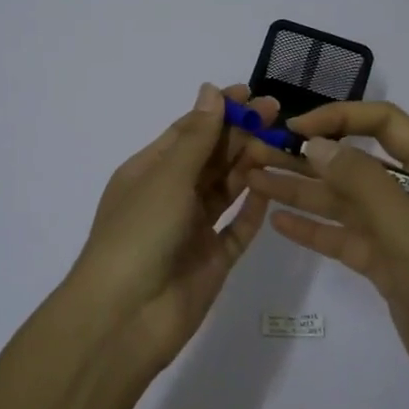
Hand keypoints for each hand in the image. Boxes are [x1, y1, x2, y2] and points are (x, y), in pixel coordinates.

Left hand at [63, 83, 277, 367]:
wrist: (125, 317)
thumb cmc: (139, 233)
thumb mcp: (167, 177)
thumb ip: (196, 137)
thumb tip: (209, 91)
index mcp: (149, 171)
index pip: (188, 131)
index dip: (218, 111)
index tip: (251, 93)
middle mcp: (170, 196)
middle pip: (210, 158)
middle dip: (241, 134)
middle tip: (279, 114)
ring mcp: (192, 229)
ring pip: (226, 190)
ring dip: (250, 166)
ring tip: (282, 144)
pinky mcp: (212, 260)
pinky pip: (237, 229)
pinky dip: (254, 210)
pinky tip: (274, 189)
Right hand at [246, 102, 408, 408]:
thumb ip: (362, 182)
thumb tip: (315, 144)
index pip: (384, 124)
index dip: (339, 118)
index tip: (295, 129)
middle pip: (355, 163)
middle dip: (307, 156)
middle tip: (257, 153)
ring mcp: (398, 232)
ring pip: (343, 201)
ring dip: (301, 190)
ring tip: (254, 180)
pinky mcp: (385, 265)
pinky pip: (342, 237)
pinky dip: (313, 228)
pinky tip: (278, 222)